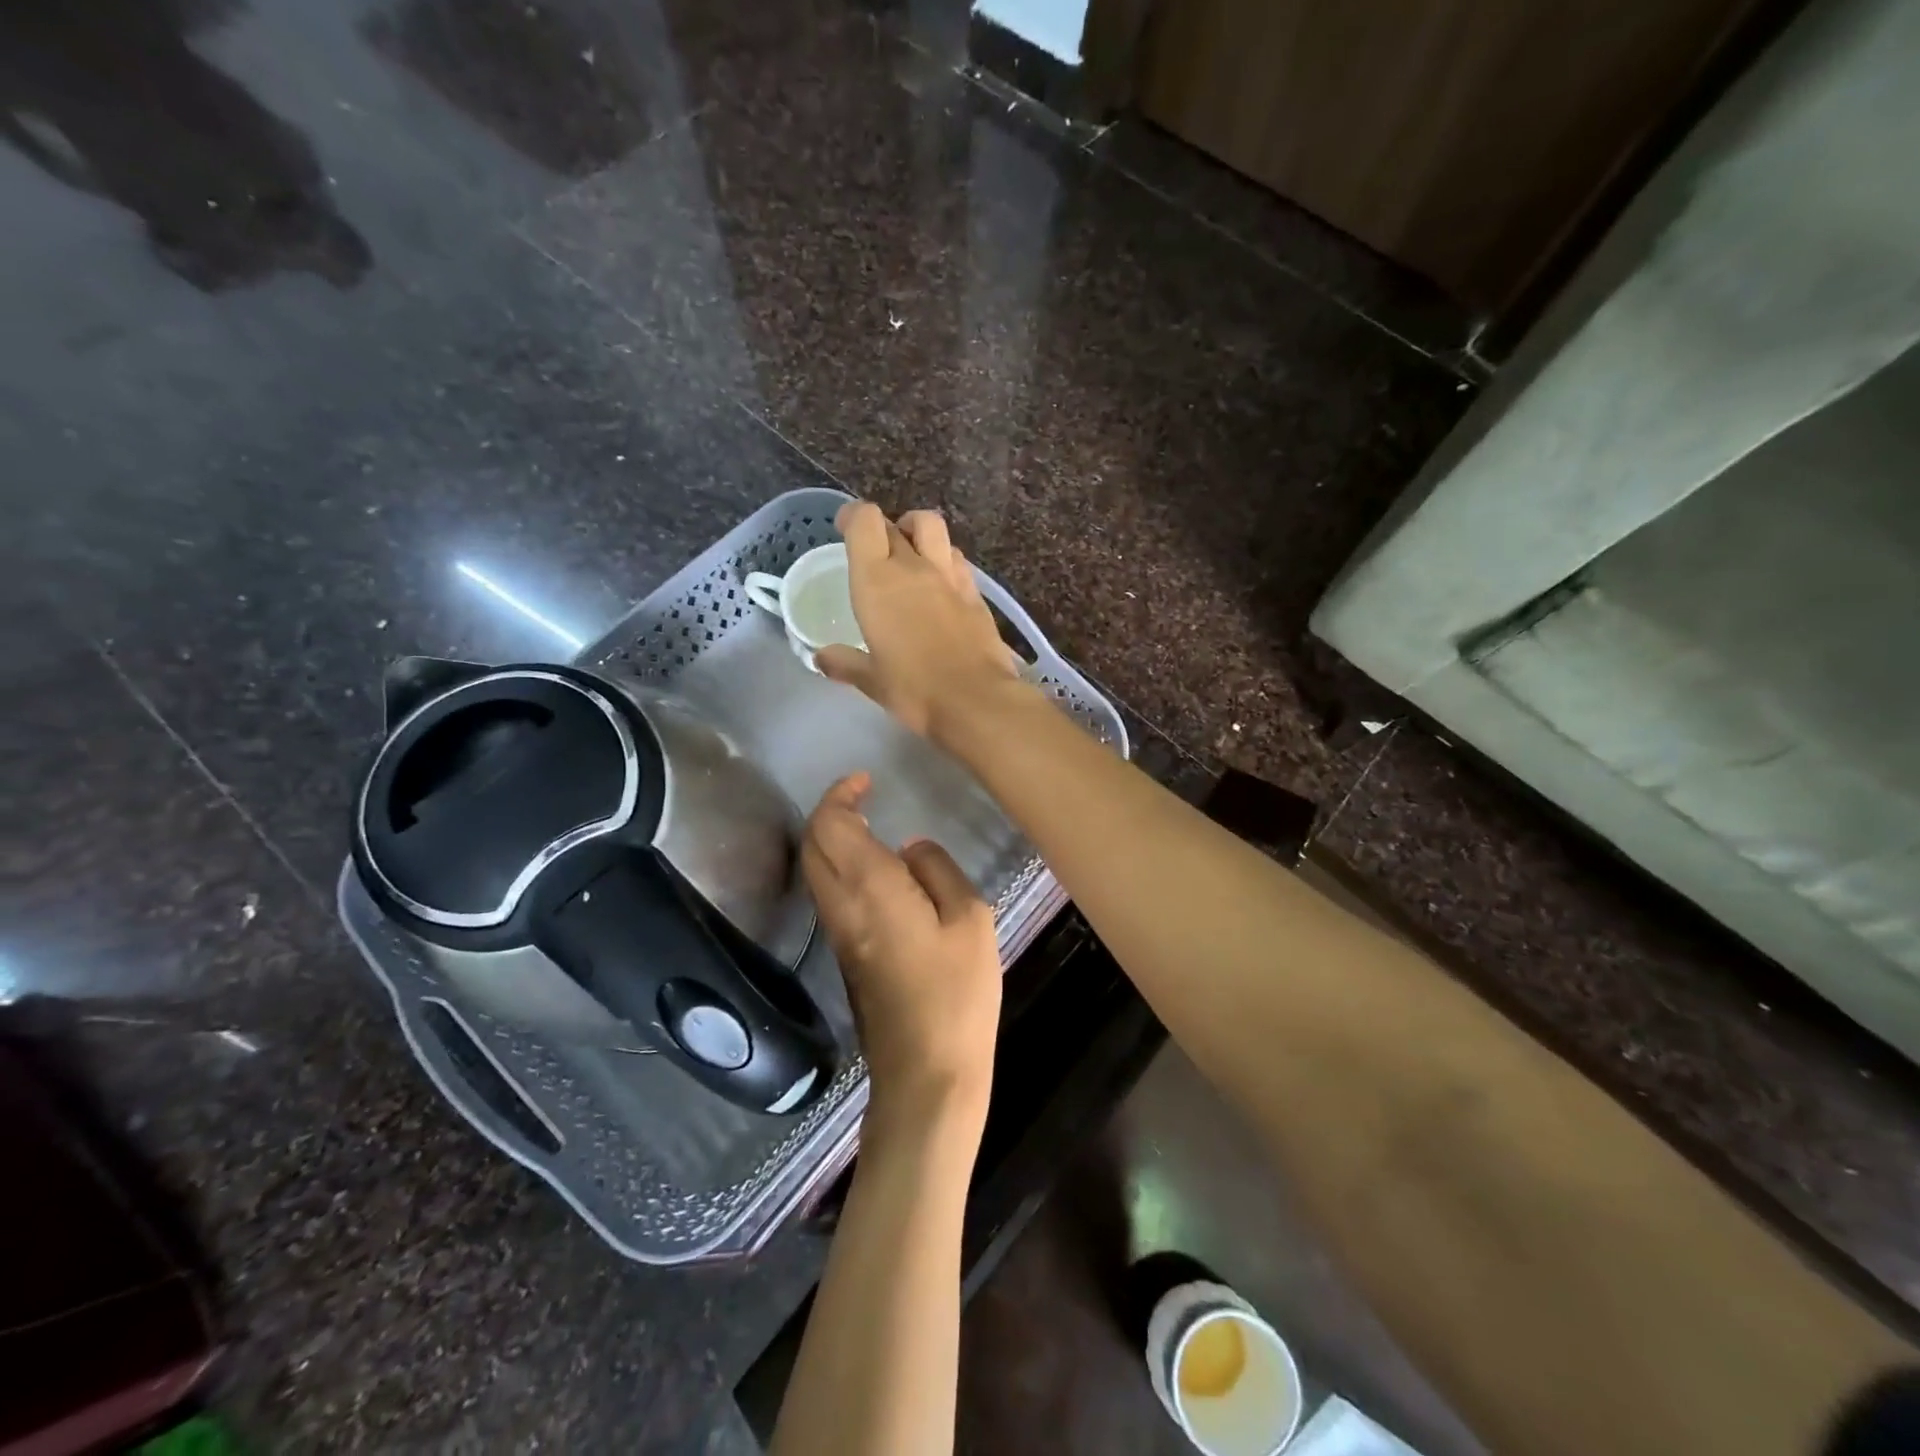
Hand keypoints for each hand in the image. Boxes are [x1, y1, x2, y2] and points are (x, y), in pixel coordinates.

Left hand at [801, 772, 1001, 1126]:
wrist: (926, 1072)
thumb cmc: (956, 992)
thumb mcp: (970, 918)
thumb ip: (937, 870)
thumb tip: (910, 849)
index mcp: (869, 887)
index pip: (831, 824)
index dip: (841, 794)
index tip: (865, 780)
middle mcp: (841, 905)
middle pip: (812, 844)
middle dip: (830, 813)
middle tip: (864, 798)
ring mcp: (838, 934)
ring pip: (815, 871)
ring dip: (831, 841)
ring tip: (869, 828)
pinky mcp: (844, 957)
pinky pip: (830, 896)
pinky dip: (839, 869)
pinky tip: (876, 874)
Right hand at [815, 503, 1021, 741]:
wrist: (976, 700)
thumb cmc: (914, 690)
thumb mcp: (871, 681)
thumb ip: (845, 663)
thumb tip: (821, 658)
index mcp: (878, 581)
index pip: (865, 521)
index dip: (853, 517)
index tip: (845, 529)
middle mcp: (914, 567)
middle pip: (896, 524)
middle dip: (881, 529)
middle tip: (873, 552)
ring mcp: (950, 576)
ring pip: (933, 528)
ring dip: (917, 532)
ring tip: (910, 554)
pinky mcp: (976, 593)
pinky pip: (956, 558)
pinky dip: (944, 559)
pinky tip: (940, 583)